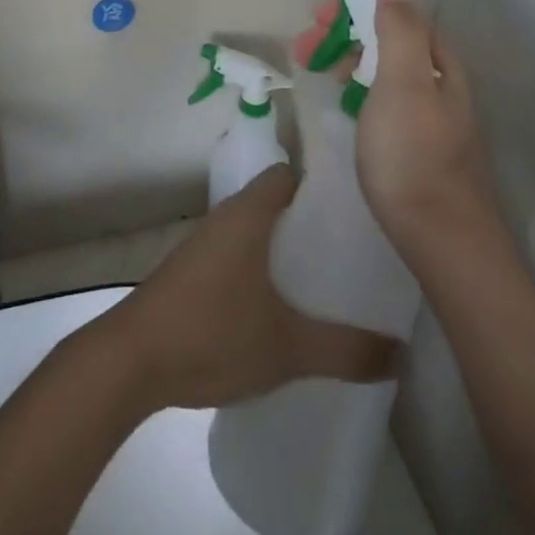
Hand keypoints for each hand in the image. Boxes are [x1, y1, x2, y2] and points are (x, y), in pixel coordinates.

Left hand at [91, 166, 396, 411]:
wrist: (133, 360)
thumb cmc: (213, 333)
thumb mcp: (287, 347)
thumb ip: (346, 350)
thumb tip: (401, 353)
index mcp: (248, 213)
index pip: (289, 175)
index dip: (321, 183)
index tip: (357, 208)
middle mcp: (226, 217)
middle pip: (275, 203)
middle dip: (311, 223)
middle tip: (353, 252)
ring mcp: (206, 244)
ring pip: (256, 232)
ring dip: (286, 249)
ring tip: (327, 279)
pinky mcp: (193, 271)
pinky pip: (239, 255)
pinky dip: (263, 268)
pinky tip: (283, 306)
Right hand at [297, 0, 498, 254]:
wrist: (441, 238)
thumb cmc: (413, 154)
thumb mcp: (404, 83)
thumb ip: (399, 32)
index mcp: (438, 62)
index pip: (396, 13)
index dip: (356, 6)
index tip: (317, 17)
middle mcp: (440, 81)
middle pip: (389, 40)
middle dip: (346, 33)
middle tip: (305, 44)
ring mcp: (433, 114)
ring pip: (386, 69)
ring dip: (349, 58)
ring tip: (318, 69)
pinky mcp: (421, 143)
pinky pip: (386, 97)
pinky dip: (360, 87)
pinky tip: (346, 102)